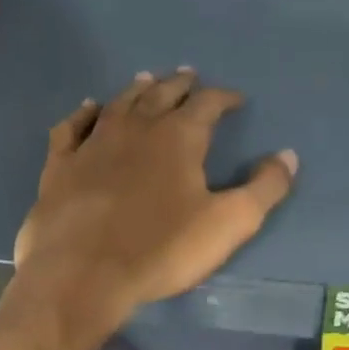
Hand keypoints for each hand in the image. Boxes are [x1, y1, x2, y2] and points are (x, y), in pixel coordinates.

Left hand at [13, 69, 297, 334]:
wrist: (83, 274)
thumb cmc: (162, 249)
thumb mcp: (229, 224)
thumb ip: (264, 188)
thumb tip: (288, 155)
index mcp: (179, 137)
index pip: (208, 104)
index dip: (224, 98)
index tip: (236, 99)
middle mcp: (136, 128)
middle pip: (162, 94)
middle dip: (180, 84)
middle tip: (189, 75)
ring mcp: (93, 143)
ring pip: (119, 103)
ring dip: (137, 90)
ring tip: (147, 79)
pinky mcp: (60, 165)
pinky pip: (72, 127)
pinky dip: (83, 114)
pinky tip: (89, 109)